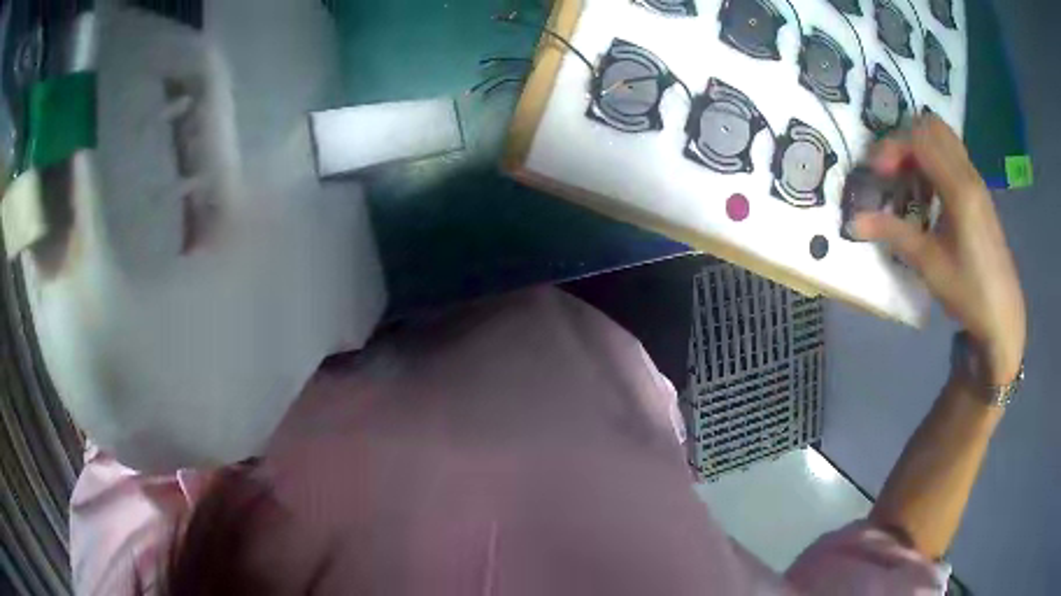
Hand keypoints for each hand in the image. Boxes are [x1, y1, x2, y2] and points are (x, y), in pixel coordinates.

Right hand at [853, 115, 1025, 384]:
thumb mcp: (929, 265)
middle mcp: (969, 174)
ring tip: (907, 179)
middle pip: (931, 127)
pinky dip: (933, 160)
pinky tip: (928, 192)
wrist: (1003, 316)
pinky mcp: (979, 192)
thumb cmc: (968, 292)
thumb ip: (894, 234)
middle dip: (904, 139)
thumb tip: (853, 222)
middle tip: (890, 170)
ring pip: (943, 137)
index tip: (876, 173)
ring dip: (919, 147)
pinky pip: (952, 155)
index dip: (892, 147)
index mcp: (959, 189)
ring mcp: (976, 181)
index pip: (920, 139)